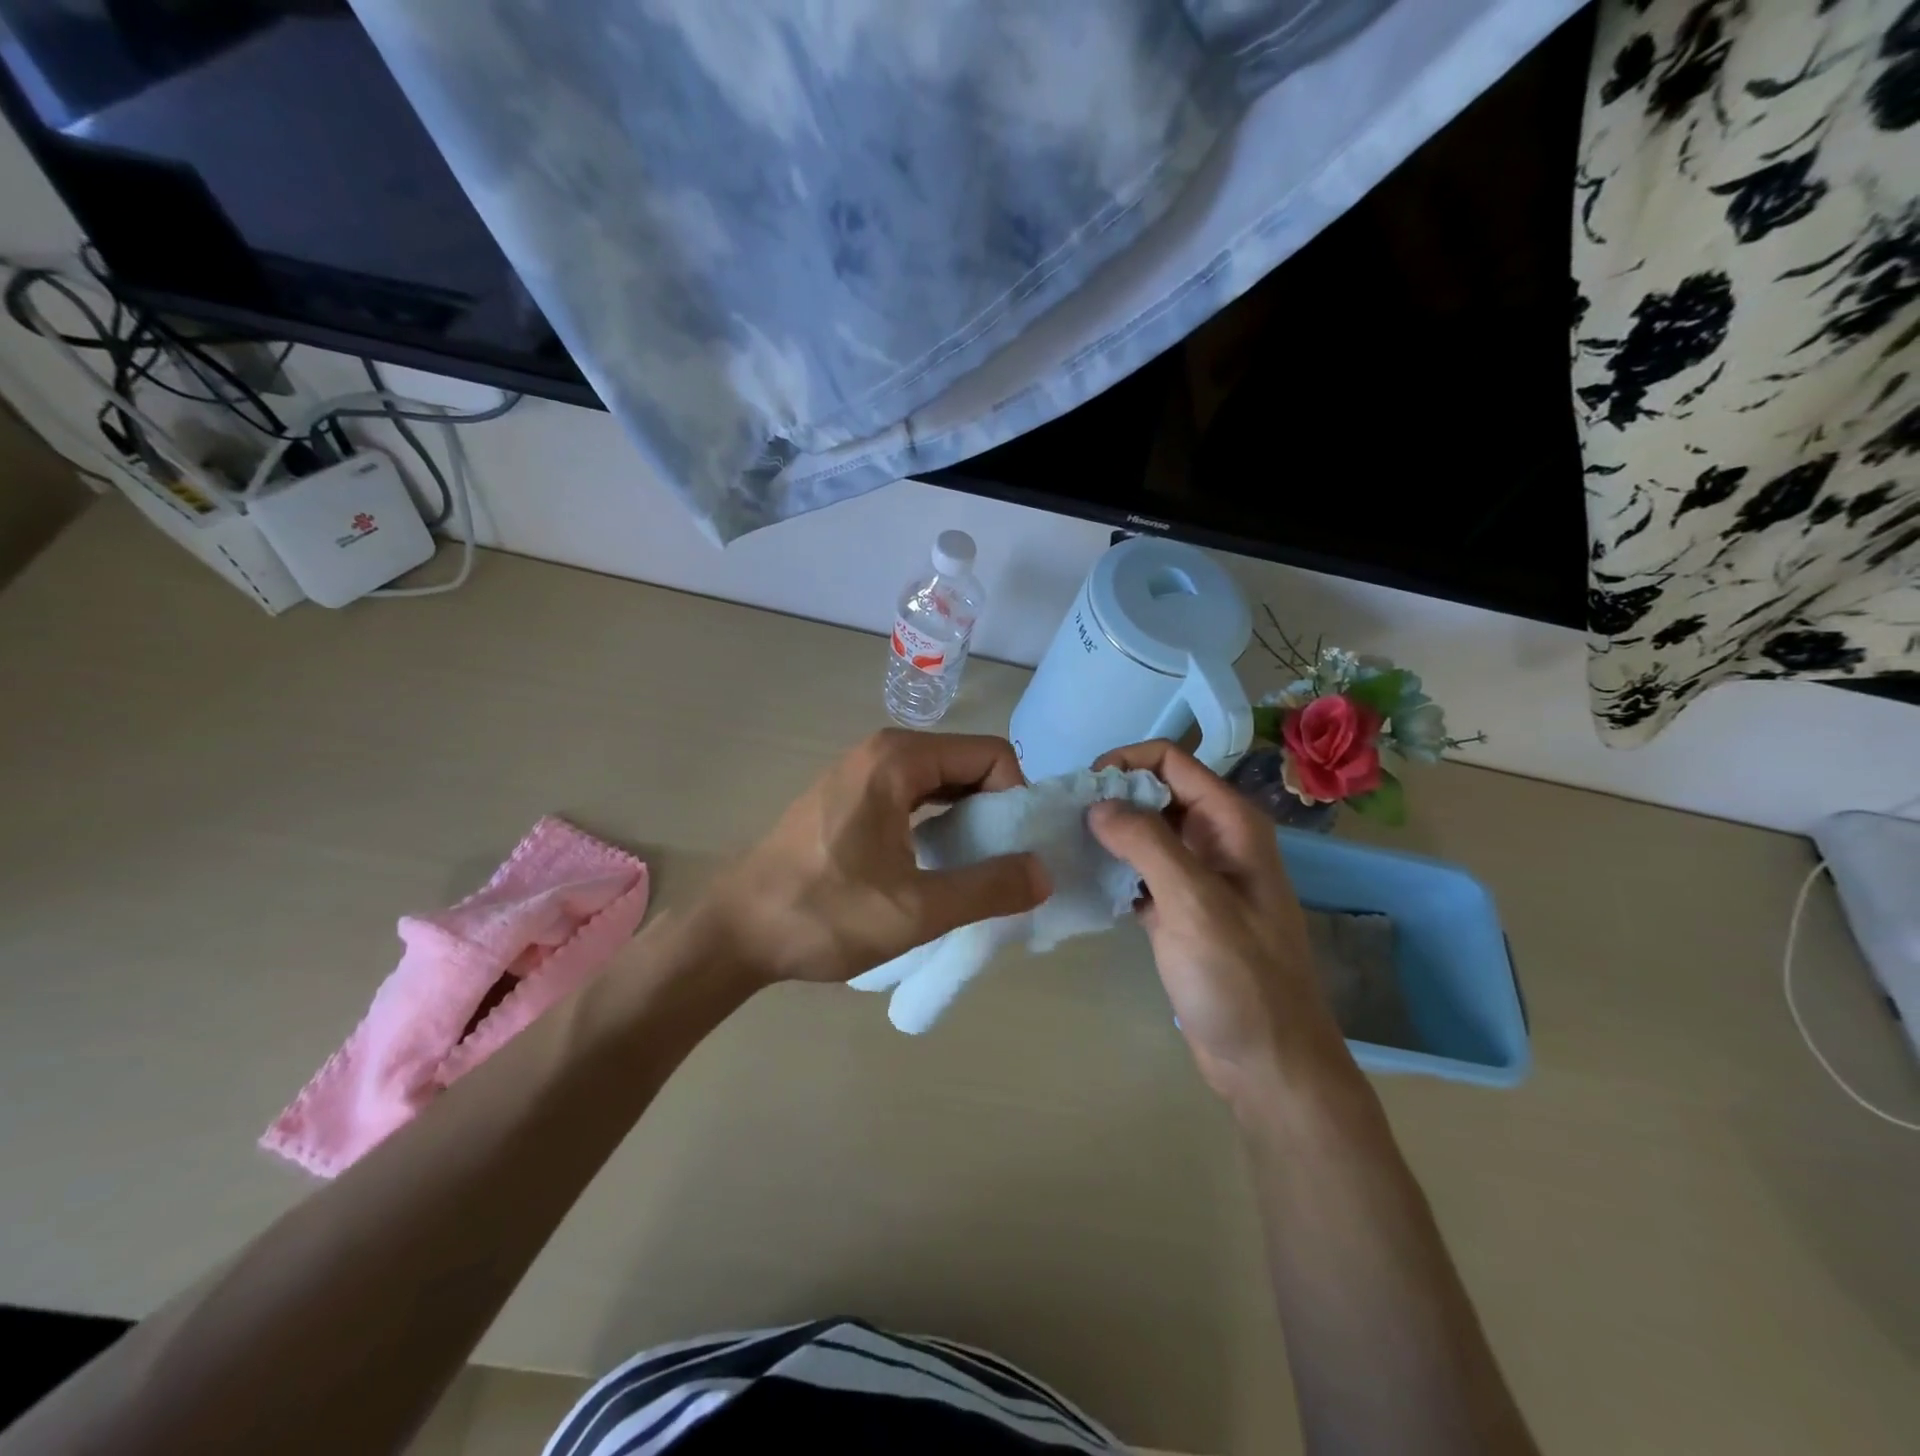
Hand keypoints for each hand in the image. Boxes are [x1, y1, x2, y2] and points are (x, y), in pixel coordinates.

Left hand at [697, 730, 1050, 985]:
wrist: (735, 932)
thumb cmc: (824, 914)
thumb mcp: (916, 910)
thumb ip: (988, 888)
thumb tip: (1043, 872)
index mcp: (899, 760)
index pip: (992, 755)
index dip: (1016, 800)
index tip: (1017, 852)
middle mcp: (882, 751)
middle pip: (967, 765)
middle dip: (995, 811)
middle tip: (1002, 868)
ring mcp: (860, 773)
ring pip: (940, 783)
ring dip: (968, 821)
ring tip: (973, 872)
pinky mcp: (847, 798)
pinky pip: (912, 797)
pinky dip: (937, 824)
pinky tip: (935, 866)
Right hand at [1087, 741, 1344, 1095]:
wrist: (1268, 1063)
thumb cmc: (1240, 979)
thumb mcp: (1194, 904)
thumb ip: (1147, 844)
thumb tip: (1097, 802)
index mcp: (1231, 824)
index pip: (1171, 761)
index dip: (1125, 762)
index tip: (1082, 790)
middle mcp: (1215, 840)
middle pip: (1155, 792)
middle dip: (1111, 797)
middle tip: (1064, 818)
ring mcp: (1198, 878)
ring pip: (1145, 833)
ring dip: (1108, 834)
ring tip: (1064, 844)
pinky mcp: (1180, 912)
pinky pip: (1140, 873)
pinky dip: (1113, 871)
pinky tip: (1082, 881)